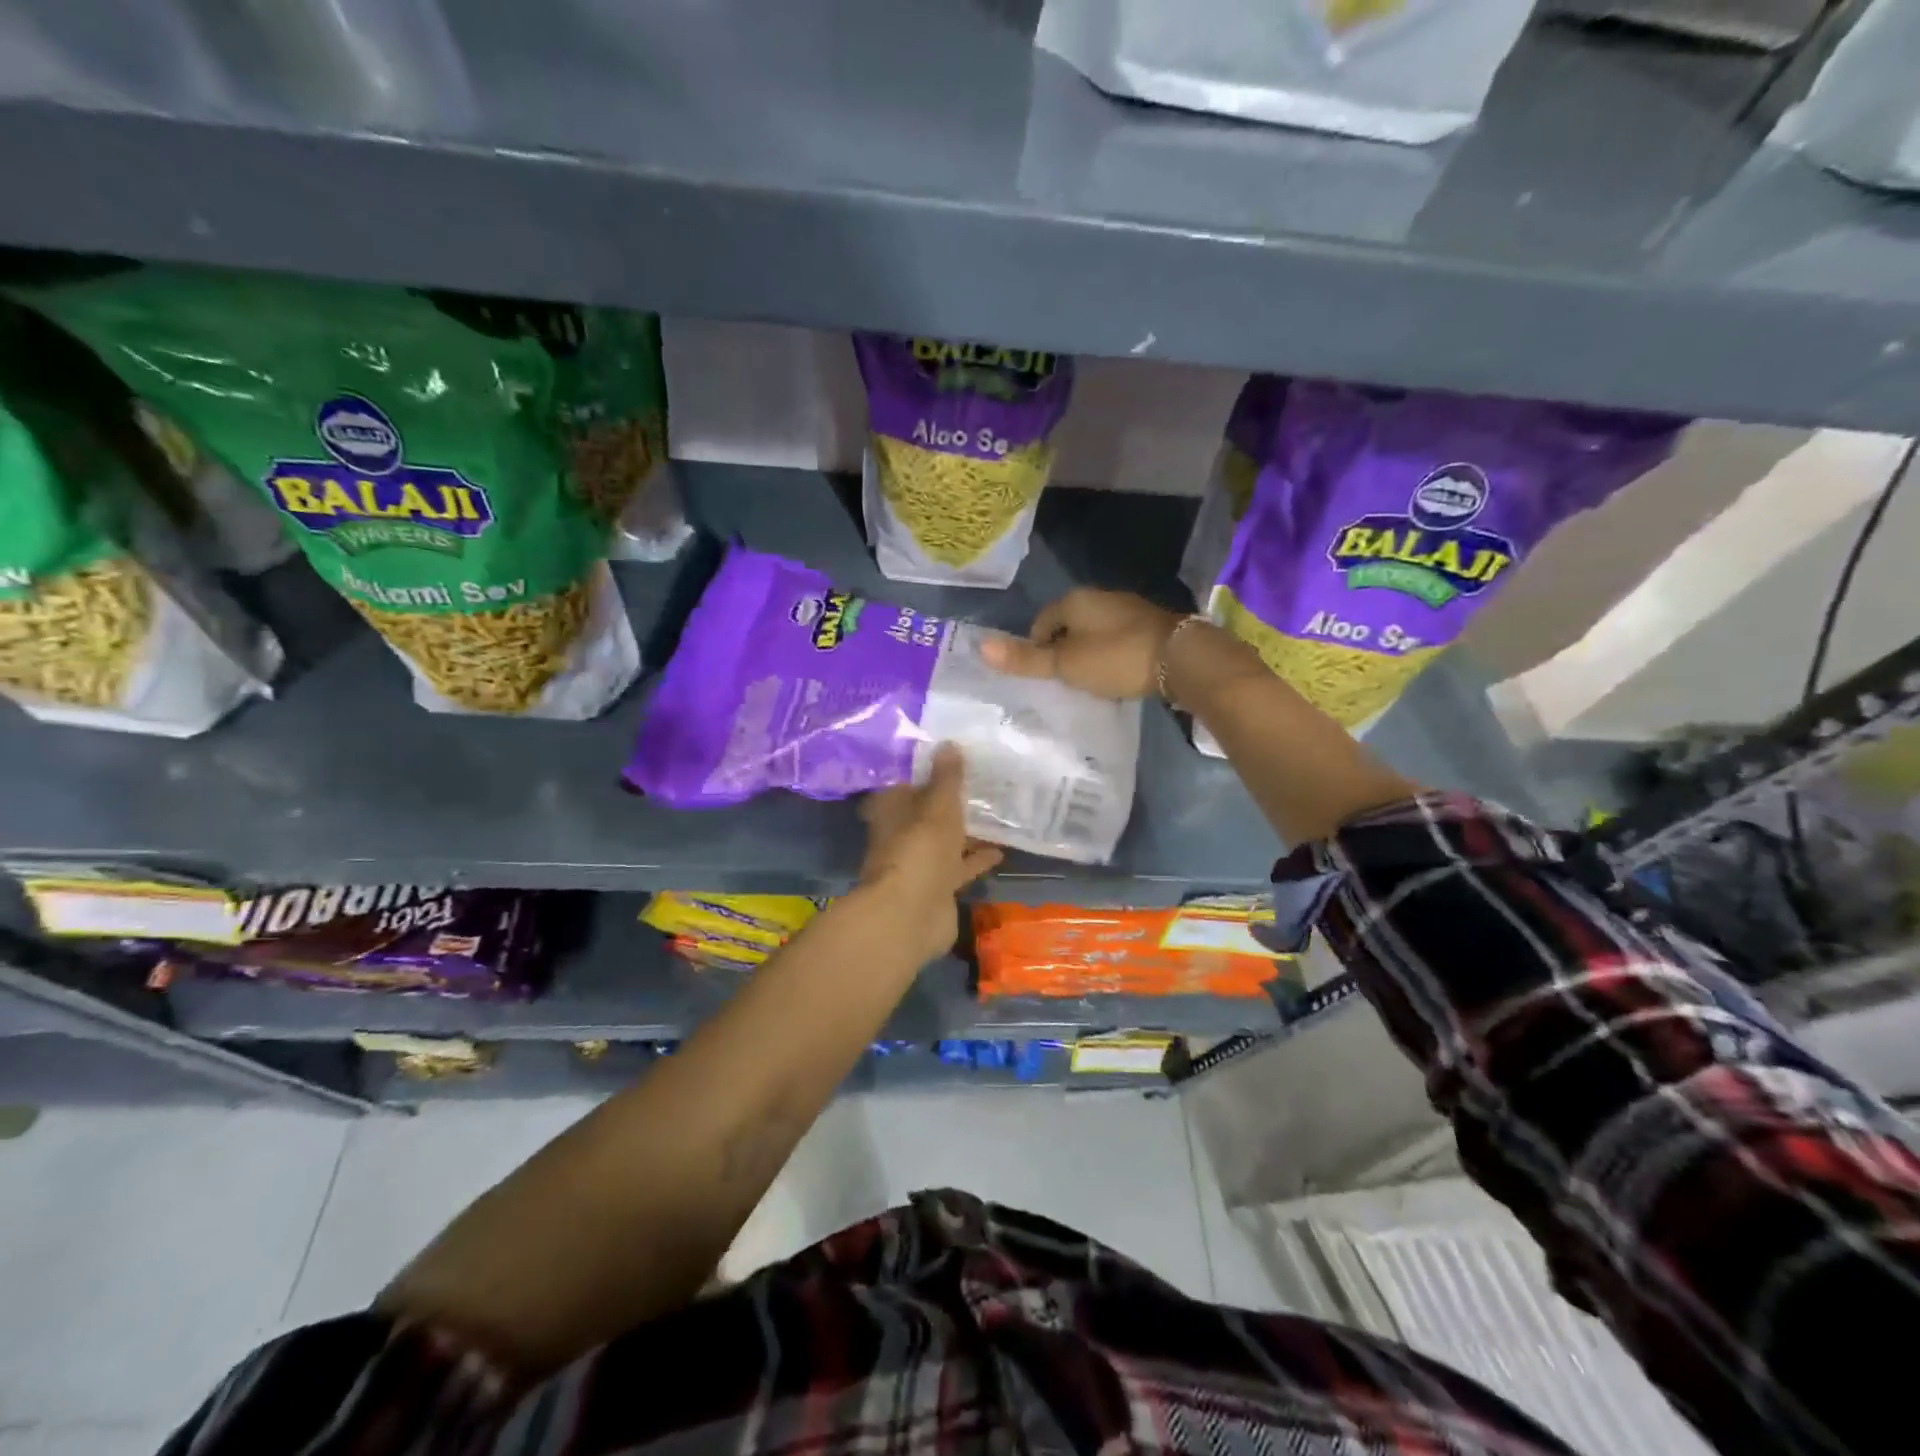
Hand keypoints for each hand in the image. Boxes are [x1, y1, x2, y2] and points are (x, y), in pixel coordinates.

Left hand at [857, 744, 1001, 963]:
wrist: (911, 915)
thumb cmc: (920, 849)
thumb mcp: (938, 806)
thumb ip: (946, 778)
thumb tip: (949, 743)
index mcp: (892, 810)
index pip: (905, 782)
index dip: (925, 770)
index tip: (950, 756)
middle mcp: (901, 834)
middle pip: (926, 813)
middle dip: (948, 802)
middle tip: (980, 782)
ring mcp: (918, 863)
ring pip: (944, 841)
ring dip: (964, 831)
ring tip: (996, 813)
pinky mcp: (936, 887)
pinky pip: (958, 867)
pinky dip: (975, 859)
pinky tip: (1001, 850)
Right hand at [979, 588, 1181, 699]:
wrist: (1183, 659)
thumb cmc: (1116, 658)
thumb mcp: (1066, 664)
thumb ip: (1026, 659)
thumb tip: (980, 647)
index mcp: (1075, 600)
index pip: (1041, 620)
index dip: (1036, 647)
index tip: (1042, 675)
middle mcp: (1101, 597)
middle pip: (1069, 624)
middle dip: (1062, 649)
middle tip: (1062, 681)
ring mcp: (1129, 609)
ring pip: (1095, 631)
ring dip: (1088, 652)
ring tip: (1088, 681)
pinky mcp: (1151, 625)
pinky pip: (1118, 639)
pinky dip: (1111, 655)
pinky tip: (1117, 674)